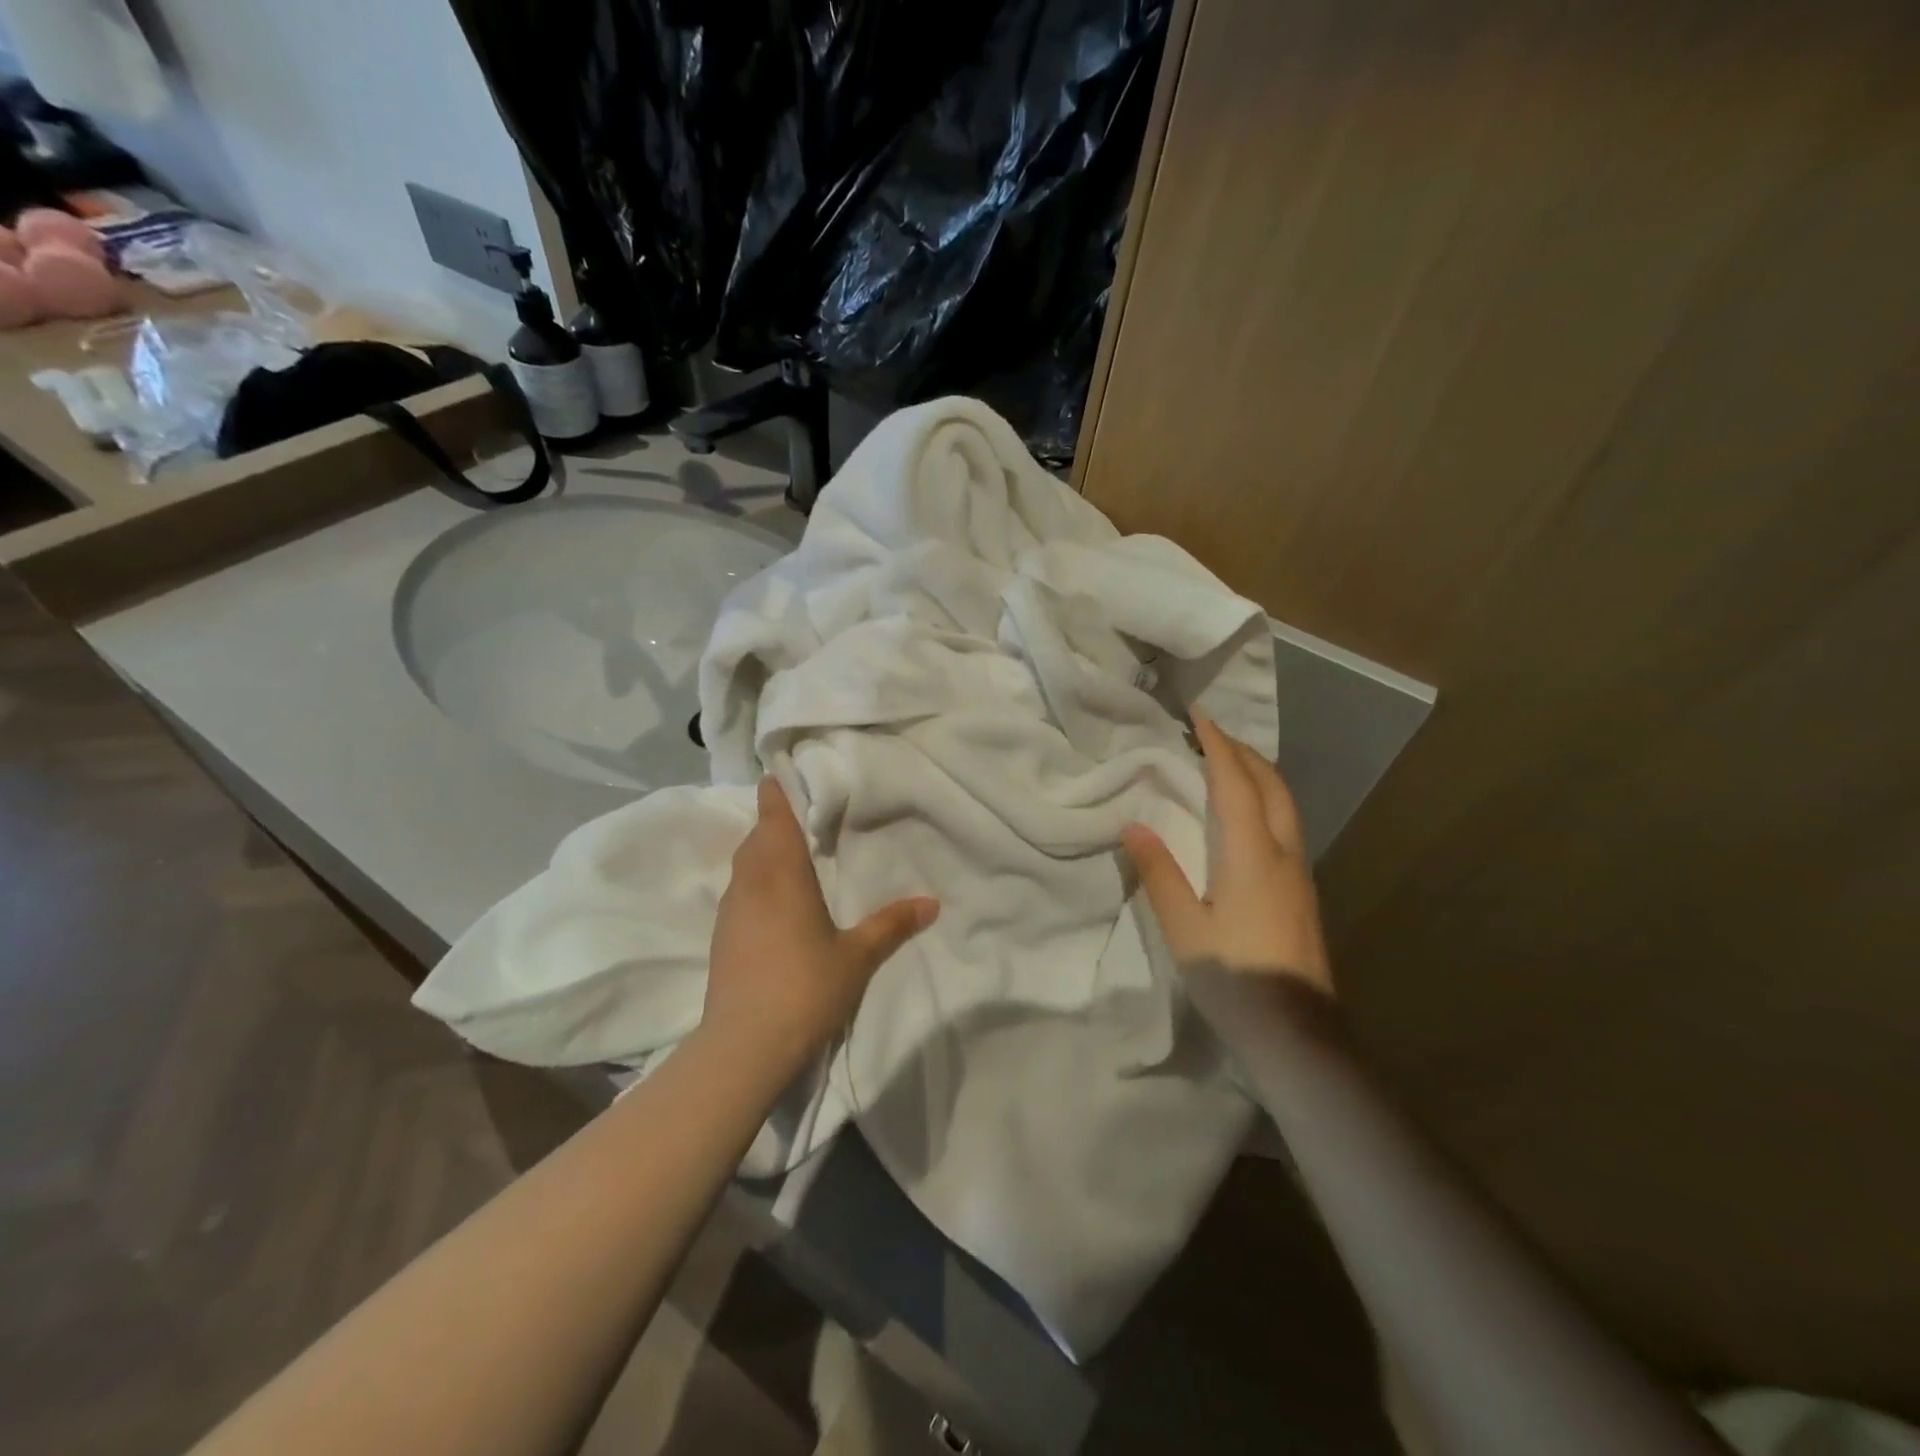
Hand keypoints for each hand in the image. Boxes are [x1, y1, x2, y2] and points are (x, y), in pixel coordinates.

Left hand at [703, 777, 938, 1075]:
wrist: (744, 1047)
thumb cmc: (806, 987)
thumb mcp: (857, 957)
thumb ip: (892, 925)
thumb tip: (932, 902)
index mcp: (782, 874)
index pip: (773, 818)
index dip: (777, 793)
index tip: (784, 774)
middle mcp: (751, 883)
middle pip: (757, 838)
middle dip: (775, 823)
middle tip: (804, 816)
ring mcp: (730, 911)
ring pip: (744, 866)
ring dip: (763, 853)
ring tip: (792, 854)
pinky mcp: (721, 938)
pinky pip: (739, 892)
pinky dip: (755, 882)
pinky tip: (775, 902)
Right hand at [1123, 714, 1332, 995]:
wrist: (1297, 1034)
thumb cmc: (1234, 978)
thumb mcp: (1183, 928)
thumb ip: (1160, 873)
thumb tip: (1135, 824)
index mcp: (1252, 855)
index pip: (1235, 784)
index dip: (1218, 745)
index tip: (1199, 716)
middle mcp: (1283, 854)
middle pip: (1271, 786)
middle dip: (1244, 753)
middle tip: (1212, 735)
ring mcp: (1300, 874)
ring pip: (1285, 806)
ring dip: (1258, 776)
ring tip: (1227, 766)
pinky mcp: (1302, 893)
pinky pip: (1285, 826)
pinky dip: (1264, 802)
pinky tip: (1244, 818)